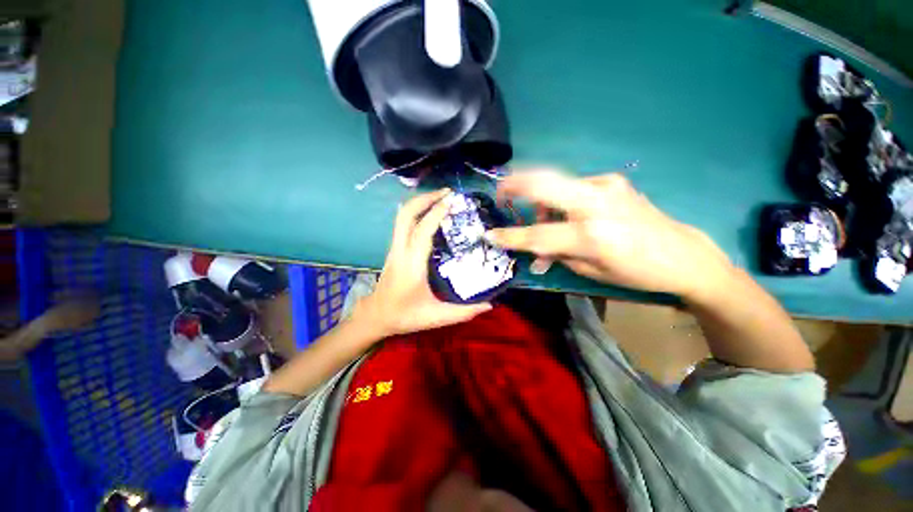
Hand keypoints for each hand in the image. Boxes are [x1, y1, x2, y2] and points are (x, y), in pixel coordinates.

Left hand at [357, 189, 491, 337]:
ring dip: (420, 202)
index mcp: (411, 264)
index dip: (437, 212)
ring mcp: (395, 248)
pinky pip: (403, 223)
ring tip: (441, 198)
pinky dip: (417, 212)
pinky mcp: (395, 249)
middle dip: (425, 198)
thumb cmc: (405, 316)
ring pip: (402, 216)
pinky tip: (431, 214)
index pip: (422, 230)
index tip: (452, 200)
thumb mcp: (436, 317)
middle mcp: (400, 250)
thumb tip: (490, 304)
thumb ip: (464, 312)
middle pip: (406, 213)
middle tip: (447, 193)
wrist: (376, 316)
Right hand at [486, 170, 733, 298]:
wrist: (683, 254)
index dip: (510, 236)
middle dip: (515, 184)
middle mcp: (596, 202)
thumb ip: (556, 255)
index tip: (489, 234)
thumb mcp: (590, 271)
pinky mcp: (611, 180)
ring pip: (556, 182)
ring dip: (539, 198)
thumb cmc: (636, 272)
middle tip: (500, 192)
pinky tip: (567, 214)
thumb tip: (534, 251)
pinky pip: (572, 186)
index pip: (538, 235)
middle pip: (543, 183)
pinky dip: (559, 199)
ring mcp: (605, 185)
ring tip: (542, 219)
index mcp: (592, 235)